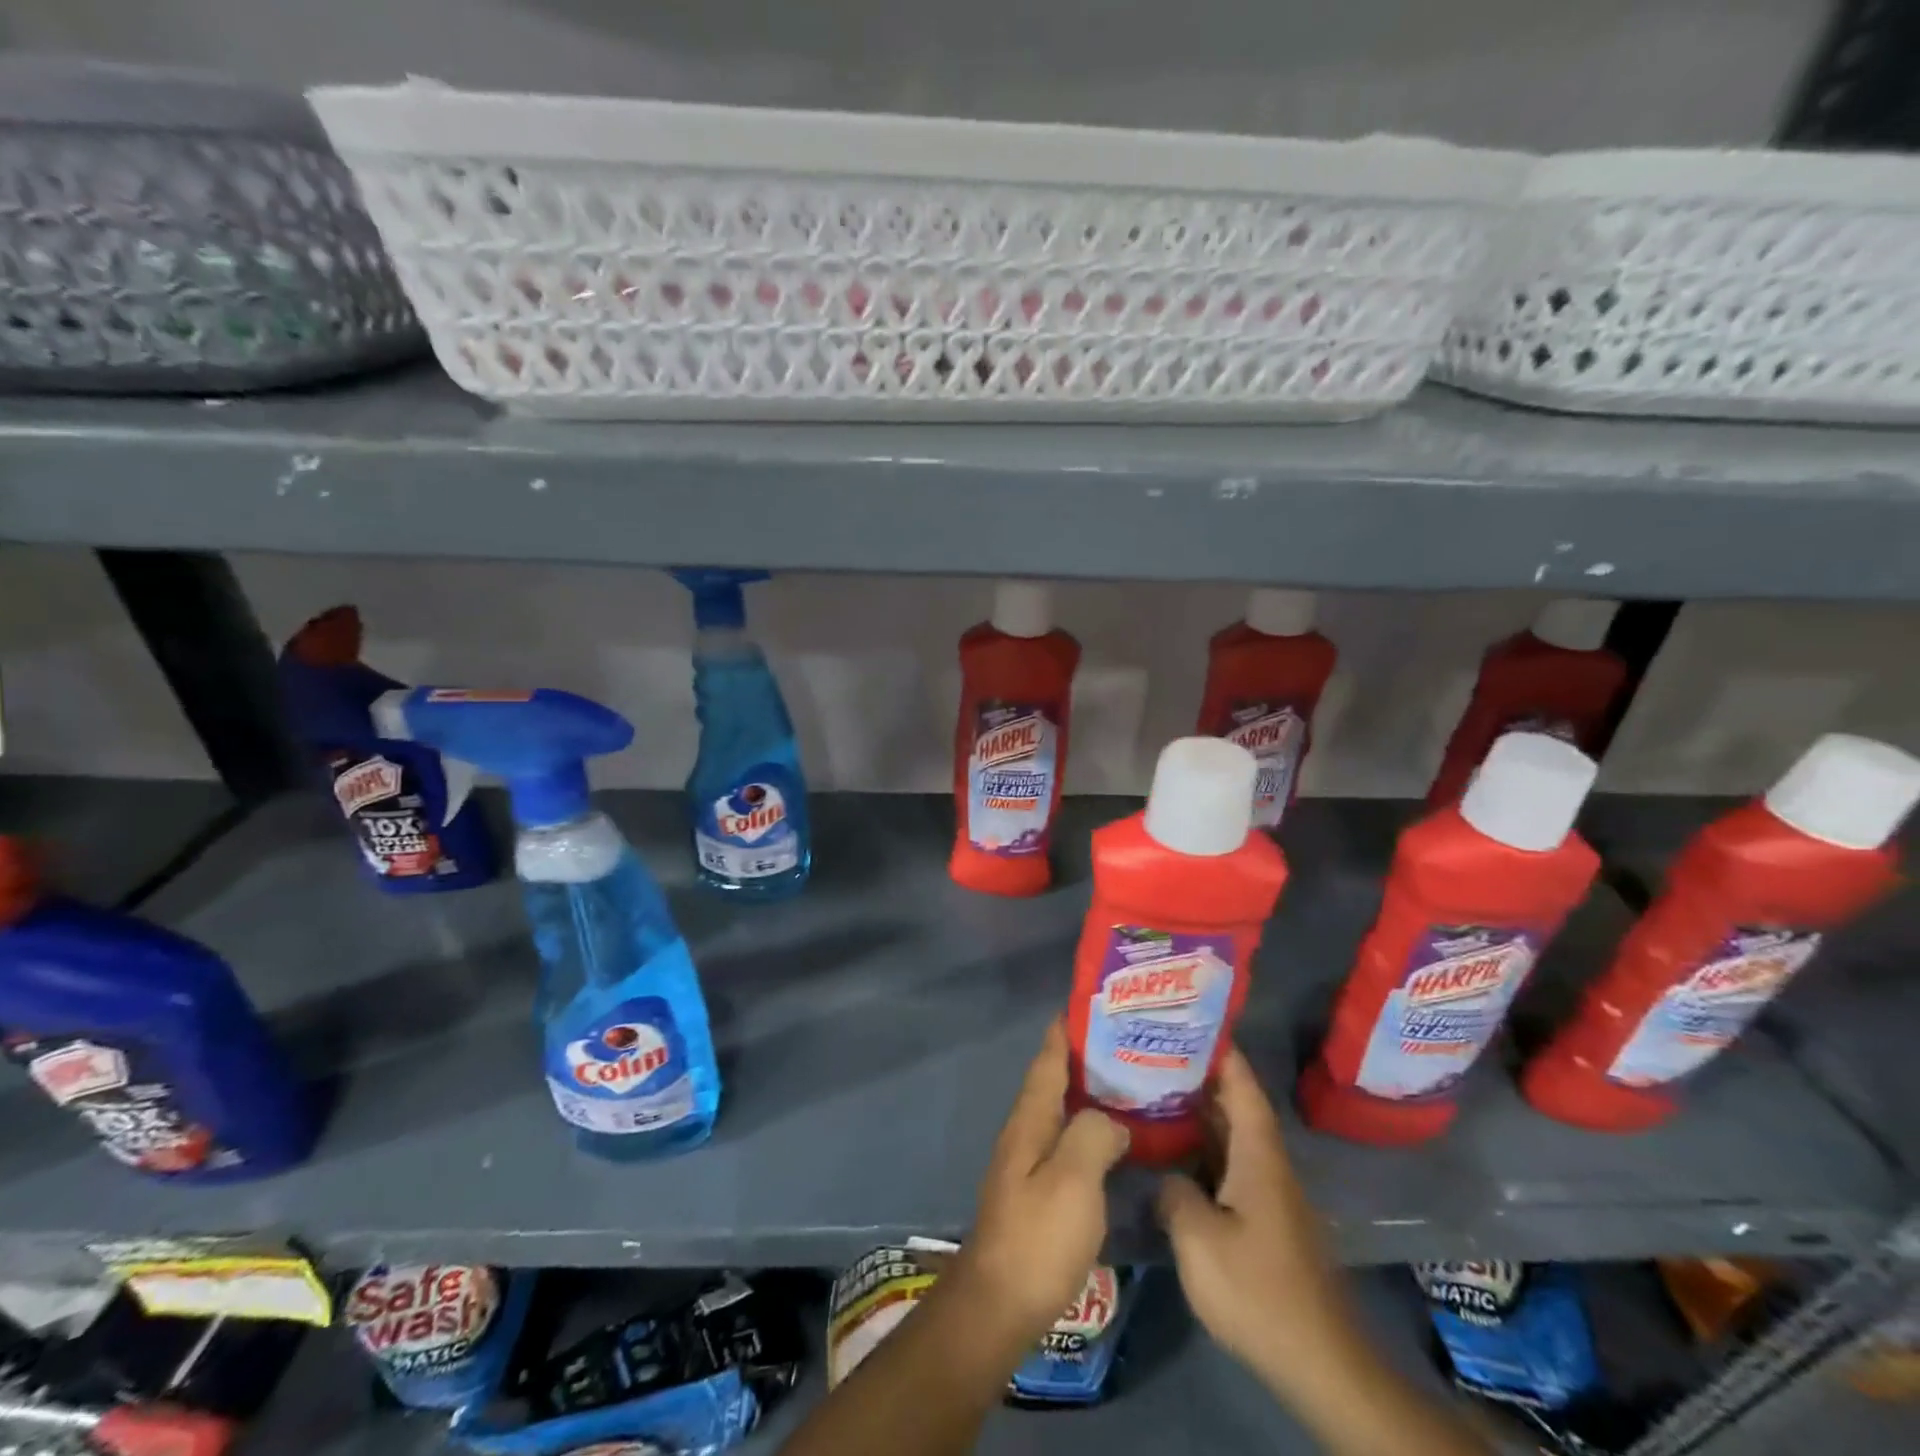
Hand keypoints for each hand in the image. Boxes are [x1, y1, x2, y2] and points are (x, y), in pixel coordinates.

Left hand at [947, 1019, 1129, 1356]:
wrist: (1000, 1304)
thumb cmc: (1037, 1236)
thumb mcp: (1073, 1180)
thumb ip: (1093, 1135)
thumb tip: (1111, 1119)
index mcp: (1030, 1119)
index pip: (1048, 1059)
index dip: (1066, 1029)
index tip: (1091, 1003)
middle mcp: (1026, 1131)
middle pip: (1055, 1080)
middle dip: (1085, 1057)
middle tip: (1128, 1042)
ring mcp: (1030, 1162)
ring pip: (1063, 1111)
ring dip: (1090, 1092)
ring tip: (1131, 1082)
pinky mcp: (1039, 1191)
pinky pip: (1069, 1142)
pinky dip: (1091, 1128)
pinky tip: (1116, 1139)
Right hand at [1156, 1047, 1361, 1393]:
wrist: (1320, 1362)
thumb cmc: (1259, 1290)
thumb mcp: (1200, 1241)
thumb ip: (1175, 1194)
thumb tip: (1167, 1176)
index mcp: (1259, 1155)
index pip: (1242, 1085)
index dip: (1220, 1050)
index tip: (1190, 1020)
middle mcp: (1267, 1165)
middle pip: (1235, 1105)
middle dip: (1200, 1075)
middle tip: (1154, 1051)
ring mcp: (1268, 1194)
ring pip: (1231, 1137)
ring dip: (1199, 1113)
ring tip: (1154, 1090)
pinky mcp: (1264, 1221)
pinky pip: (1229, 1166)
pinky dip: (1203, 1149)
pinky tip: (1173, 1153)